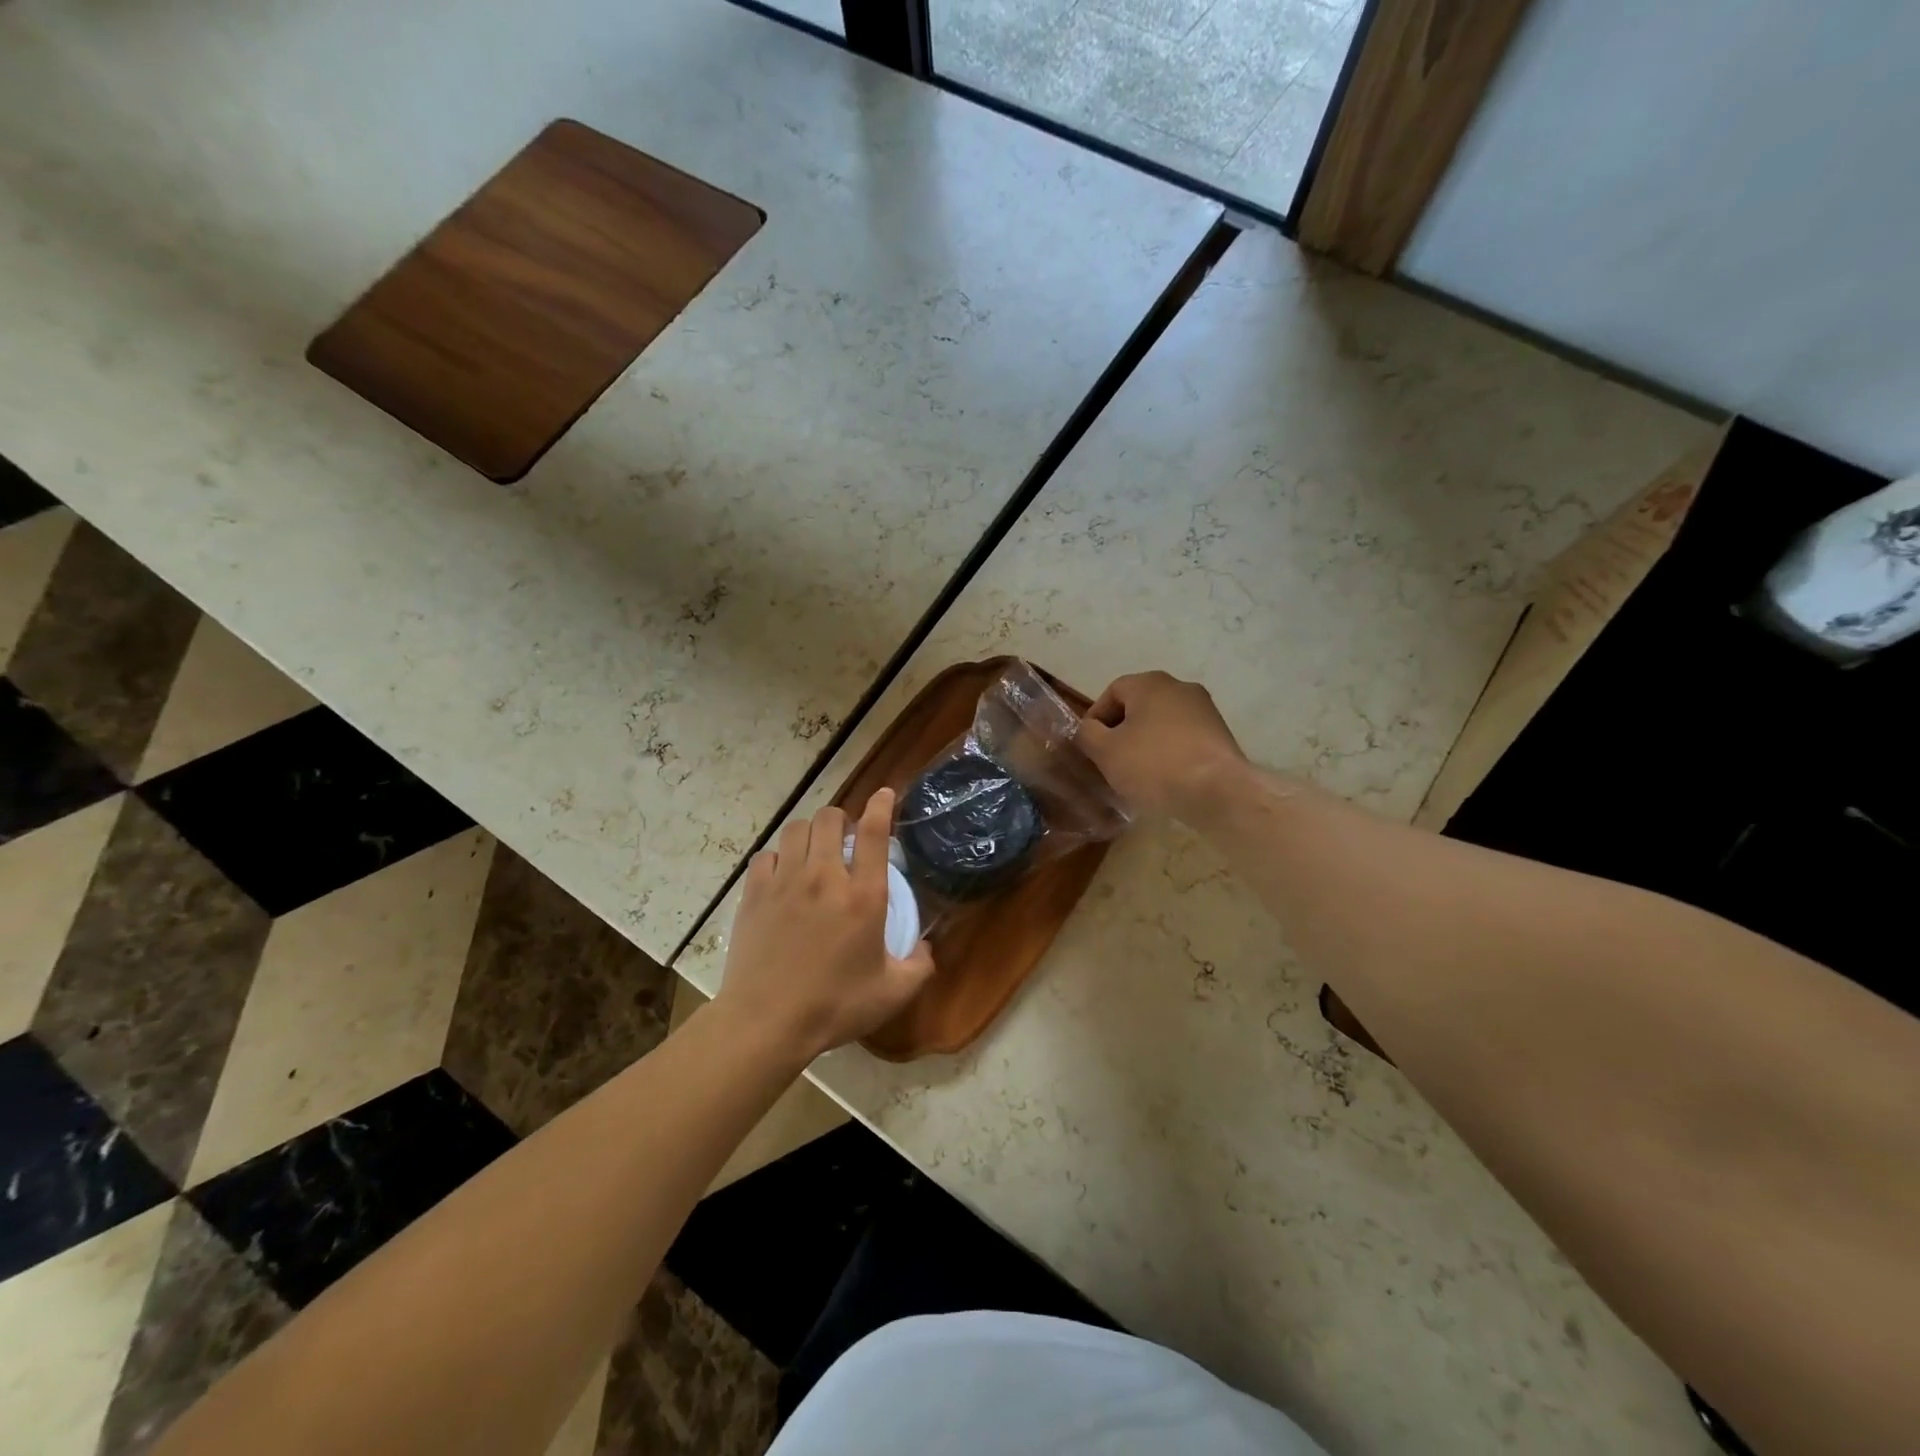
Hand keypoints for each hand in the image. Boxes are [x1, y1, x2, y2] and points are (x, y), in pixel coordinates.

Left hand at [717, 788, 935, 1065]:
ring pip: (796, 829)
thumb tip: (927, 948)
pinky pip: (766, 855)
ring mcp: (785, 882)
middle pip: (830, 818)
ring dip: (810, 832)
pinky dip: (778, 857)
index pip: (874, 832)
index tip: (885, 794)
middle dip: (841, 820)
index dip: (881, 806)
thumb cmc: (834, 1006)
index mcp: (863, 896)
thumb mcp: (892, 993)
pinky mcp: (754, 893)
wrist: (767, 1021)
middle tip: (845, 839)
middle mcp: (825, 877)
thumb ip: (919, 966)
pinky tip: (782, 875)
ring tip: (814, 850)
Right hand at [1077, 671, 1249, 820]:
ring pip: (1162, 722)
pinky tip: (1165, 778)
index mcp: (1150, 683)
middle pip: (1138, 706)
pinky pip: (1183, 738)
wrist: (1219, 792)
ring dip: (1145, 742)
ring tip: (1137, 773)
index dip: (1095, 718)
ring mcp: (1205, 710)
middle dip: (1121, 731)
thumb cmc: (1154, 765)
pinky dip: (1169, 752)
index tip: (1090, 746)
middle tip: (1110, 760)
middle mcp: (1180, 687)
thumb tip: (1088, 729)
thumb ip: (1087, 734)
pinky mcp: (1220, 734)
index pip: (1111, 692)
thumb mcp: (1106, 752)